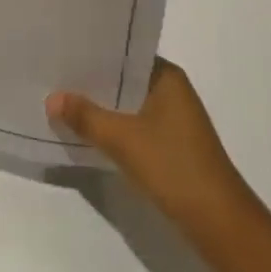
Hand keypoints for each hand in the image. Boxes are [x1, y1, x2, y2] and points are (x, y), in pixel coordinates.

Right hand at [48, 59, 262, 247]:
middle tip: (53, 74)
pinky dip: (112, 127)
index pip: (125, 53)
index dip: (94, 51)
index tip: (62, 48)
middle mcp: (171, 91)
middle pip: (124, 79)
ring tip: (61, 100)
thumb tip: (52, 97)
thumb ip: (87, 117)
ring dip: (101, 106)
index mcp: (167, 77)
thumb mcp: (124, 140)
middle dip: (92, 80)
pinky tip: (87, 131)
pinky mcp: (169, 145)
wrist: (218, 223)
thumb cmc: (174, 167)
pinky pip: (133, 125)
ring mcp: (172, 119)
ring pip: (127, 104)